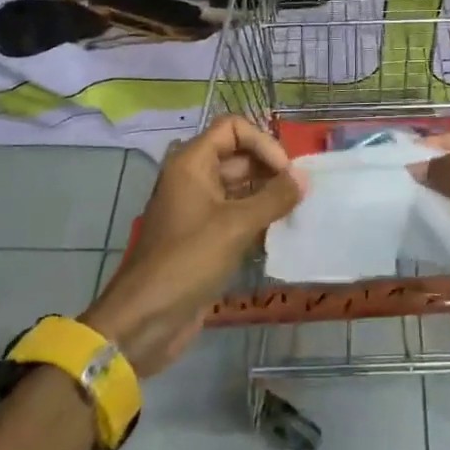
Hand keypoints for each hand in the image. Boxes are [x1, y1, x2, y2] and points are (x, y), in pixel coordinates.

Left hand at [82, 117, 301, 376]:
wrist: (145, 320)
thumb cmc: (187, 261)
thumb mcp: (236, 226)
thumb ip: (274, 198)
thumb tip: (304, 177)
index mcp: (191, 163)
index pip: (233, 129)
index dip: (263, 142)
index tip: (286, 172)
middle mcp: (193, 178)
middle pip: (238, 156)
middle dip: (270, 170)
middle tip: (301, 193)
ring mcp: (197, 209)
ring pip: (239, 187)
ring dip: (267, 195)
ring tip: (297, 211)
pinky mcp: (203, 237)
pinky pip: (235, 215)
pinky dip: (258, 218)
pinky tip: (281, 233)